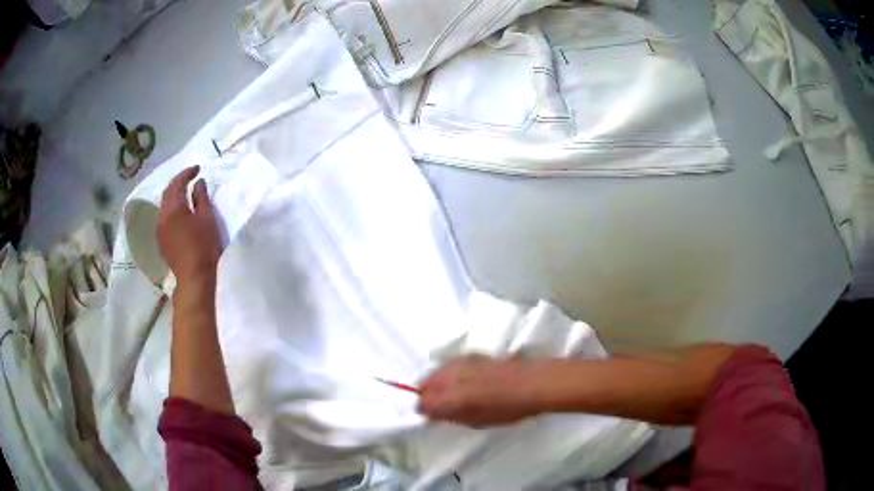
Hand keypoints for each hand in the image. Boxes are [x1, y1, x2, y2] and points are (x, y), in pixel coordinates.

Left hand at [157, 166, 221, 284]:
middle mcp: (162, 215)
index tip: (198, 169)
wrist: (193, 277)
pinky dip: (171, 210)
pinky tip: (179, 215)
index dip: (187, 173)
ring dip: (173, 197)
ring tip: (185, 196)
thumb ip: (202, 197)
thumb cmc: (203, 246)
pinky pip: (164, 219)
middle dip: (178, 183)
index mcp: (174, 207)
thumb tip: (198, 183)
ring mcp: (159, 230)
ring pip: (164, 206)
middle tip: (190, 179)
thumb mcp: (207, 218)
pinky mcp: (161, 241)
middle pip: (167, 193)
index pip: (178, 182)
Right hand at [417, 355, 542, 427]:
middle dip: (428, 395)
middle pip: (425, 385)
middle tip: (439, 405)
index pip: (422, 404)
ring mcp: (458, 364)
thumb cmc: (506, 410)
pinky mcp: (469, 355)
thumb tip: (437, 414)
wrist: (530, 383)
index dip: (425, 411)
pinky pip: (449, 365)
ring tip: (450, 392)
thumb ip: (452, 417)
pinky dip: (448, 373)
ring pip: (435, 373)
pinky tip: (462, 380)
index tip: (432, 416)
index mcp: (448, 399)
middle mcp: (448, 378)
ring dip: (436, 383)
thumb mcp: (476, 422)